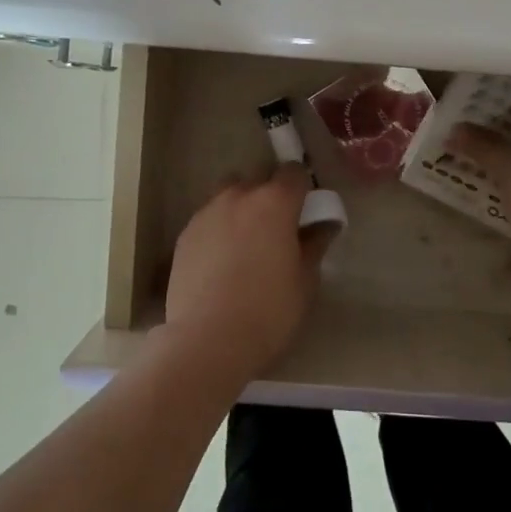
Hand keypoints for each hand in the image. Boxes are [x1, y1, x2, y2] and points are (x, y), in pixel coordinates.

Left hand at [159, 164, 329, 385]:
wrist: (207, 340)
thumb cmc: (268, 310)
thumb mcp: (305, 281)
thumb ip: (315, 245)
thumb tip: (324, 226)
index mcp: (275, 202)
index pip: (293, 171)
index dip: (302, 187)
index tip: (305, 209)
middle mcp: (239, 196)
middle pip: (259, 177)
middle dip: (271, 193)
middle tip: (278, 226)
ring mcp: (207, 213)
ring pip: (229, 193)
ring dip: (242, 205)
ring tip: (247, 240)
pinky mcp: (185, 234)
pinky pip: (209, 217)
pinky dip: (220, 227)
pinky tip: (222, 259)